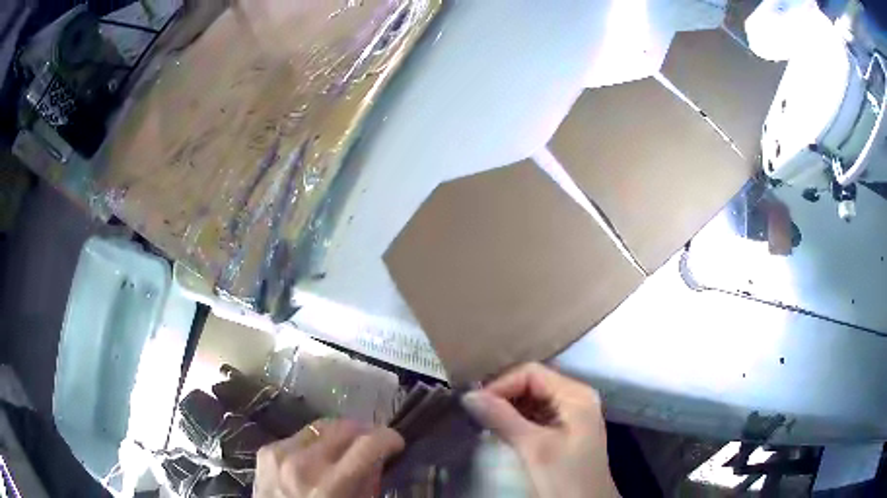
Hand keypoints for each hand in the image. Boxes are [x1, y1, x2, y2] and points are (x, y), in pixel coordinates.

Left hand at [254, 419, 403, 496]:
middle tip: (374, 443)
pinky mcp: (266, 450)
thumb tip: (377, 457)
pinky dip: (315, 443)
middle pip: (344, 427)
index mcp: (328, 487)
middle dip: (365, 431)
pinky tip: (317, 458)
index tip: (396, 443)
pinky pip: (300, 436)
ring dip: (339, 435)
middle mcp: (302, 464)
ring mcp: (280, 453)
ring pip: (322, 426)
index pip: (367, 446)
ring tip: (346, 448)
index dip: (389, 439)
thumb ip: (366, 484)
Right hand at [461, 363, 618, 497]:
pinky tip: (499, 431)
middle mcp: (575, 398)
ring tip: (482, 422)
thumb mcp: (535, 448)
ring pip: (532, 400)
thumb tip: (469, 395)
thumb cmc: (566, 477)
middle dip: (503, 396)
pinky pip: (535, 415)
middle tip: (475, 413)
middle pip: (533, 383)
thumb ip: (503, 418)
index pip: (532, 373)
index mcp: (576, 394)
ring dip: (507, 408)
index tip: (475, 405)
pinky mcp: (564, 431)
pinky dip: (515, 420)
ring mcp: (571, 415)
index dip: (502, 384)